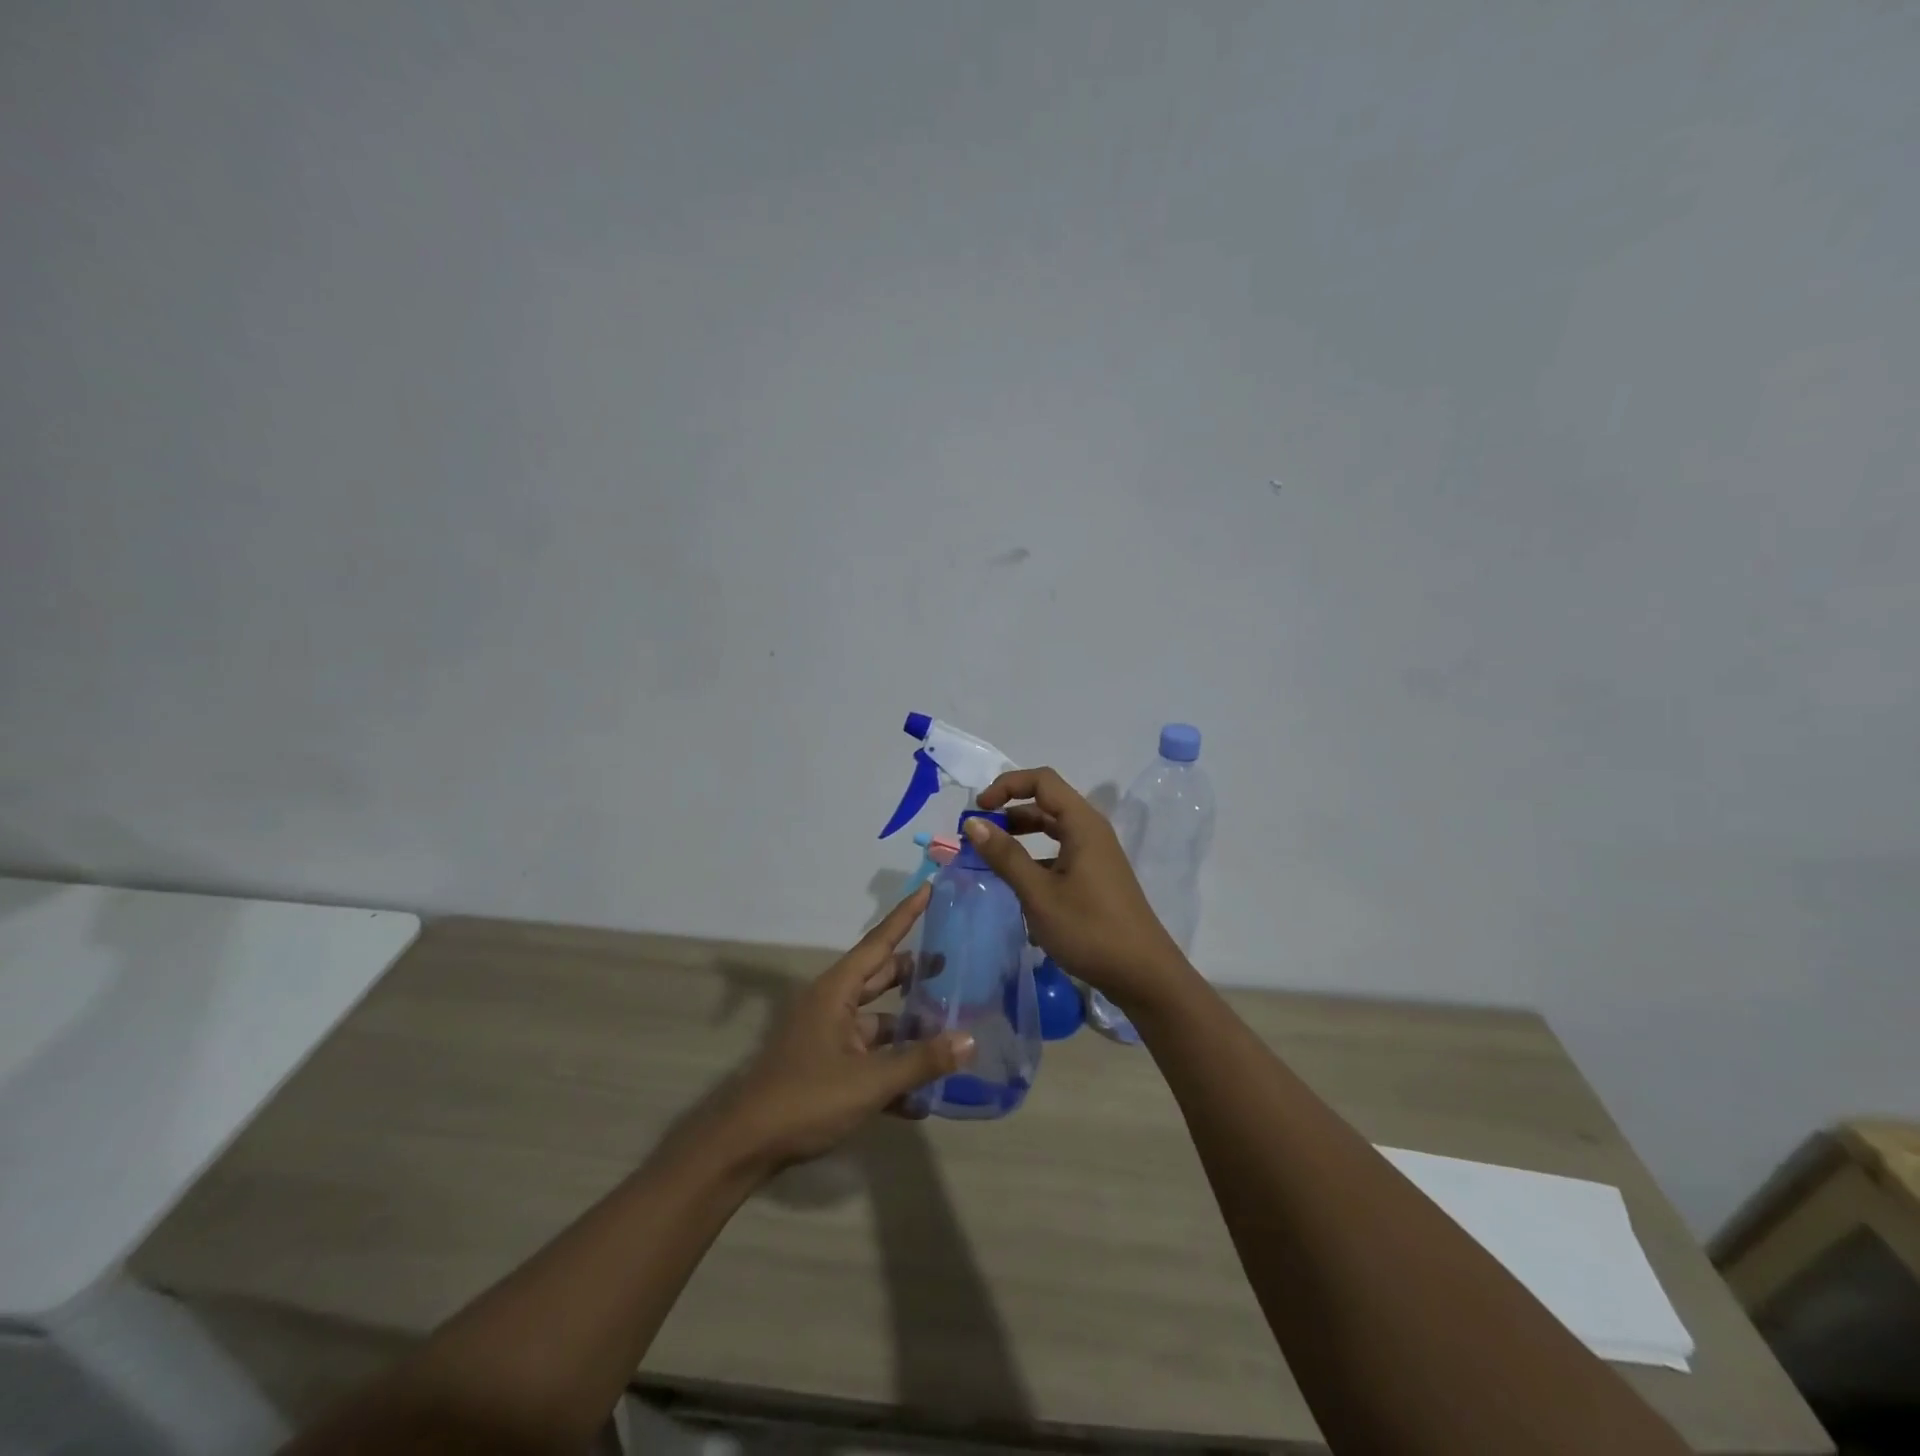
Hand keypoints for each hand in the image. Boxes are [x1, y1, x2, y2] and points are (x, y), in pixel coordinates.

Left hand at [719, 886, 974, 1169]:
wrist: (746, 1146)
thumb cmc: (806, 1099)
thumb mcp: (870, 1081)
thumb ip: (921, 1060)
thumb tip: (970, 1040)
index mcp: (837, 992)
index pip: (879, 943)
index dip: (906, 916)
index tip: (929, 889)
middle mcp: (833, 1005)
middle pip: (881, 978)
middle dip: (914, 973)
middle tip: (953, 964)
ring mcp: (829, 1038)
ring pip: (879, 1022)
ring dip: (909, 1030)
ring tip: (951, 1032)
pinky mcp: (827, 1069)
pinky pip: (869, 1059)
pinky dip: (893, 1070)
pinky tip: (923, 1099)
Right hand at [967, 767, 1195, 1011]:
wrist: (1143, 974)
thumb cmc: (1089, 929)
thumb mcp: (1039, 893)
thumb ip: (1005, 855)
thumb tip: (973, 822)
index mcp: (1082, 824)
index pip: (1042, 781)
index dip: (1006, 786)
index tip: (978, 809)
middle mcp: (1091, 831)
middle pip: (1046, 802)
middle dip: (1009, 812)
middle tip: (978, 835)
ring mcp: (1096, 855)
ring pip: (1053, 830)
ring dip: (1021, 835)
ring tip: (992, 857)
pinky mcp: (1096, 877)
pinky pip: (1060, 853)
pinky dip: (1036, 858)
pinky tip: (1019, 884)